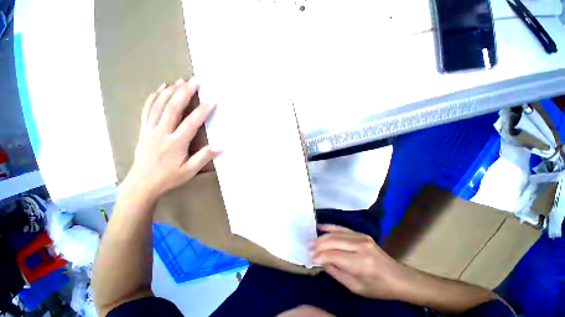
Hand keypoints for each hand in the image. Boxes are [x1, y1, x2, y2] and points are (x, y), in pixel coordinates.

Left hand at [122, 77, 217, 198]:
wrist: (142, 183)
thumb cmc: (168, 177)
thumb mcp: (189, 171)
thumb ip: (204, 157)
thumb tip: (220, 146)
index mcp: (175, 143)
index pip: (191, 123)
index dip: (202, 111)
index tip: (211, 100)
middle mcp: (161, 132)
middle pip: (173, 108)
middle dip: (185, 93)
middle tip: (195, 81)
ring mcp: (150, 129)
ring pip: (159, 105)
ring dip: (171, 91)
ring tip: (180, 81)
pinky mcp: (144, 129)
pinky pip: (147, 110)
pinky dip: (153, 98)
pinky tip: (160, 89)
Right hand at [310, 224, 408, 300]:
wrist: (399, 277)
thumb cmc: (378, 288)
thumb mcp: (356, 287)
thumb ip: (336, 272)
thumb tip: (321, 261)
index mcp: (361, 263)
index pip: (334, 255)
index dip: (320, 256)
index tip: (309, 257)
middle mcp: (360, 246)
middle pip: (333, 241)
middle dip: (318, 244)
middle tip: (307, 248)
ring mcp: (361, 237)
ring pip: (336, 233)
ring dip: (322, 236)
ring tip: (311, 241)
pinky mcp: (361, 234)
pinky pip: (342, 228)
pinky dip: (330, 227)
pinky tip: (321, 226)